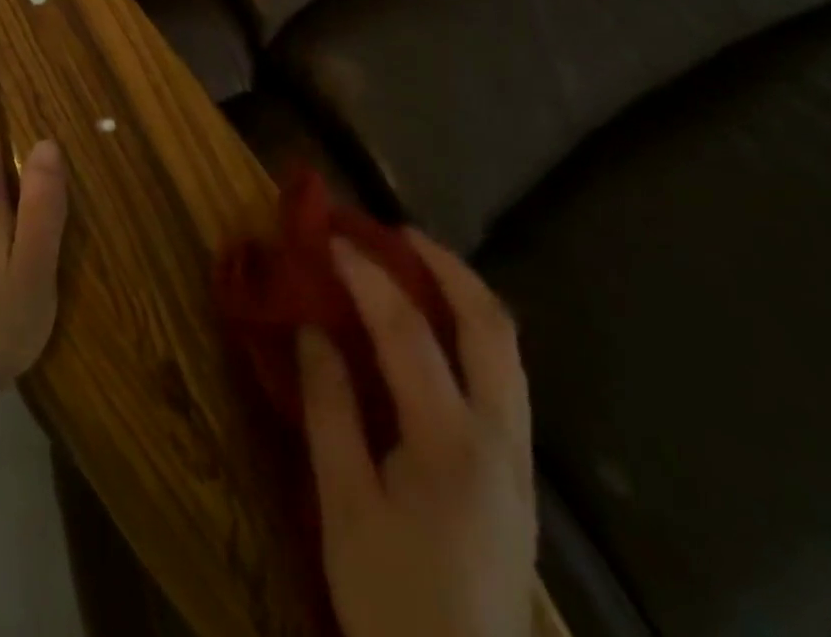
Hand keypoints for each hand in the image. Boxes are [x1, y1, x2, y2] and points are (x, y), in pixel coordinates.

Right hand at [300, 230, 535, 636]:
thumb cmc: (392, 601)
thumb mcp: (343, 506)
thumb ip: (330, 409)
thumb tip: (312, 329)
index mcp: (450, 443)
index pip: (409, 331)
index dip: (368, 275)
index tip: (332, 238)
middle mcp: (500, 436)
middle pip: (489, 324)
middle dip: (444, 264)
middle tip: (394, 231)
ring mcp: (519, 454)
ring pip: (506, 346)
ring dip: (462, 292)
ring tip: (414, 263)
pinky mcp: (518, 470)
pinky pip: (503, 373)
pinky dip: (470, 328)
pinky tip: (435, 328)